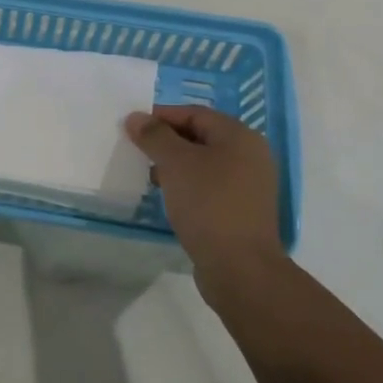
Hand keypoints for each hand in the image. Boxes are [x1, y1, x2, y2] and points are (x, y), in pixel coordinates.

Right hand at [125, 105, 284, 304]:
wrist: (240, 268)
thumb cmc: (208, 204)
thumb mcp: (175, 163)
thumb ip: (154, 136)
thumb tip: (136, 117)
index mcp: (239, 137)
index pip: (194, 113)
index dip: (161, 116)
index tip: (132, 128)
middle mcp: (250, 155)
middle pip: (200, 136)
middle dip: (166, 141)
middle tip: (137, 151)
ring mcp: (249, 185)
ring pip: (204, 163)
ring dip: (175, 165)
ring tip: (148, 176)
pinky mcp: (242, 210)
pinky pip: (209, 186)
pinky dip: (187, 185)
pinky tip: (168, 197)